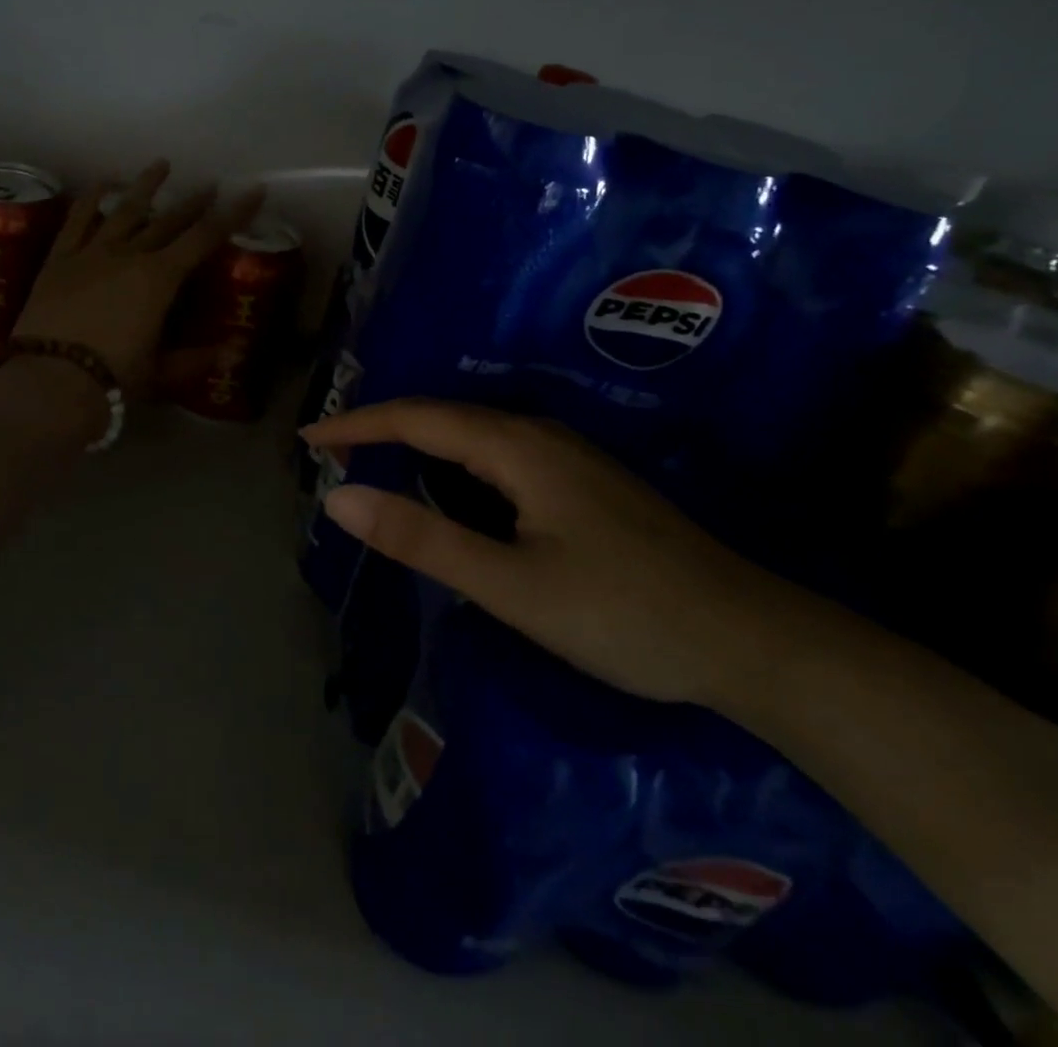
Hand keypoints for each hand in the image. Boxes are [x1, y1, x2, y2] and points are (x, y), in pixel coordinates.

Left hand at [14, 160, 263, 394]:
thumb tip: (230, 352)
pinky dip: (91, 199)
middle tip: (210, 184)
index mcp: (160, 279)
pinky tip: (102, 183)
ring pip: (123, 210)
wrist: (51, 381)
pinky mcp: (59, 260)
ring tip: (161, 165)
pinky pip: (77, 221)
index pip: (205, 238)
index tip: (253, 190)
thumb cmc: (114, 378)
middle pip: (167, 221)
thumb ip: (194, 359)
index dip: (233, 213)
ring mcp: (91, 253)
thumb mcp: (161, 373)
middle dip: (193, 202)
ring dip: (145, 187)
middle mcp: (130, 255)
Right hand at [301, 400, 793, 706]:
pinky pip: (497, 455)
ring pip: (473, 435)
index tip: (308, 439)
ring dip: (417, 443)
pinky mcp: (583, 484)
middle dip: (382, 428)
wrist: (749, 640)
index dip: (358, 425)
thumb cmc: (624, 614)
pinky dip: (452, 462)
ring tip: (372, 460)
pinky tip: (449, 485)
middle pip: (444, 417)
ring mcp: (568, 458)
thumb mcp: (511, 585)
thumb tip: (339, 499)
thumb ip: (423, 538)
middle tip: (331, 451)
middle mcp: (541, 436)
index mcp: (518, 447)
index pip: (417, 419)